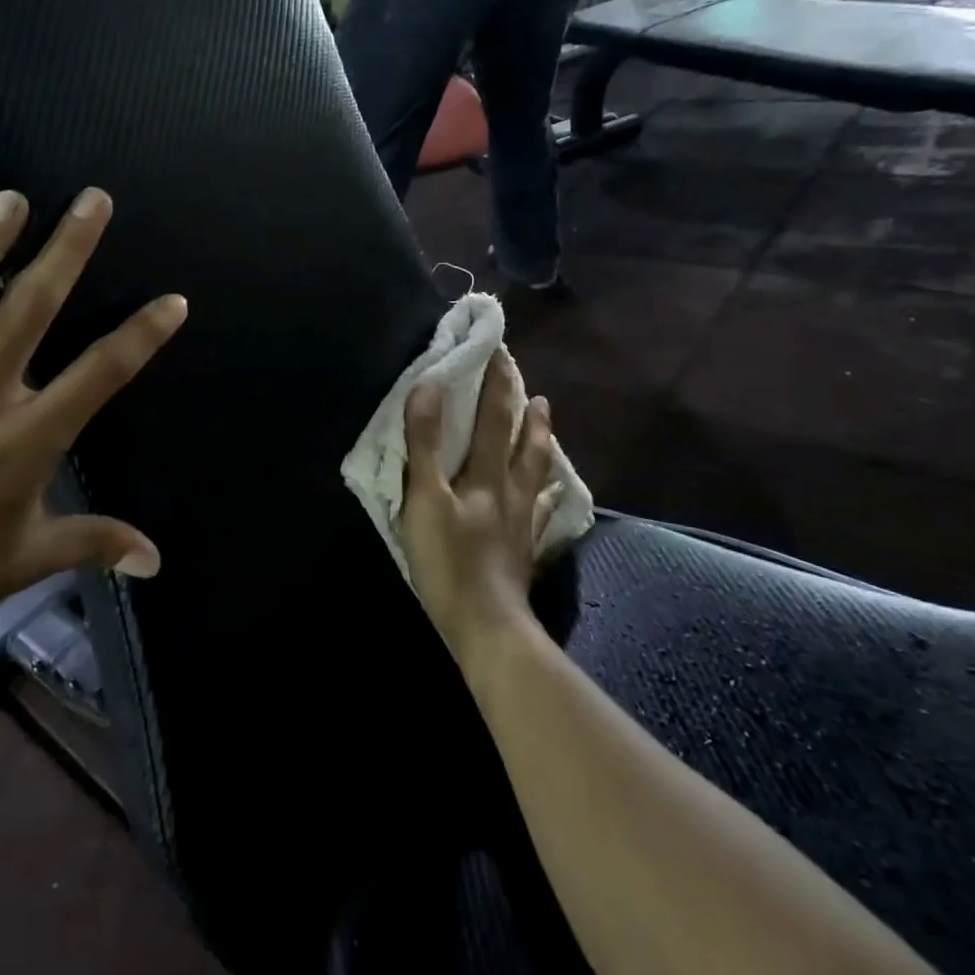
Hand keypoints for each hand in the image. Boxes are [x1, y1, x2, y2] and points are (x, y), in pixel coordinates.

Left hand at [0, 187, 185, 676]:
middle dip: (67, 250)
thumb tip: (156, 560)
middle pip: (29, 309)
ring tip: (11, 199)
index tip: (173, 300)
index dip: (142, 334)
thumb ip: (94, 543)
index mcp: (25, 439)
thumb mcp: (26, 562)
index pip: (99, 373)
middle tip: (91, 200)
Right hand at [398, 353, 555, 661]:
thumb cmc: (448, 559)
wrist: (486, 623)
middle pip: (522, 441)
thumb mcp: (425, 498)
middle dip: (522, 407)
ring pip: (537, 471)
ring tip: (545, 422)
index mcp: (488, 474)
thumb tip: (428, 387)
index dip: (495, 383)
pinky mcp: (524, 546)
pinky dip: (546, 493)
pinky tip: (549, 493)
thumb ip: (425, 444)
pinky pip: (541, 509)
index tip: (497, 351)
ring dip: (540, 442)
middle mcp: (513, 490)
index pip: (494, 417)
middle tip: (527, 384)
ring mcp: (523, 520)